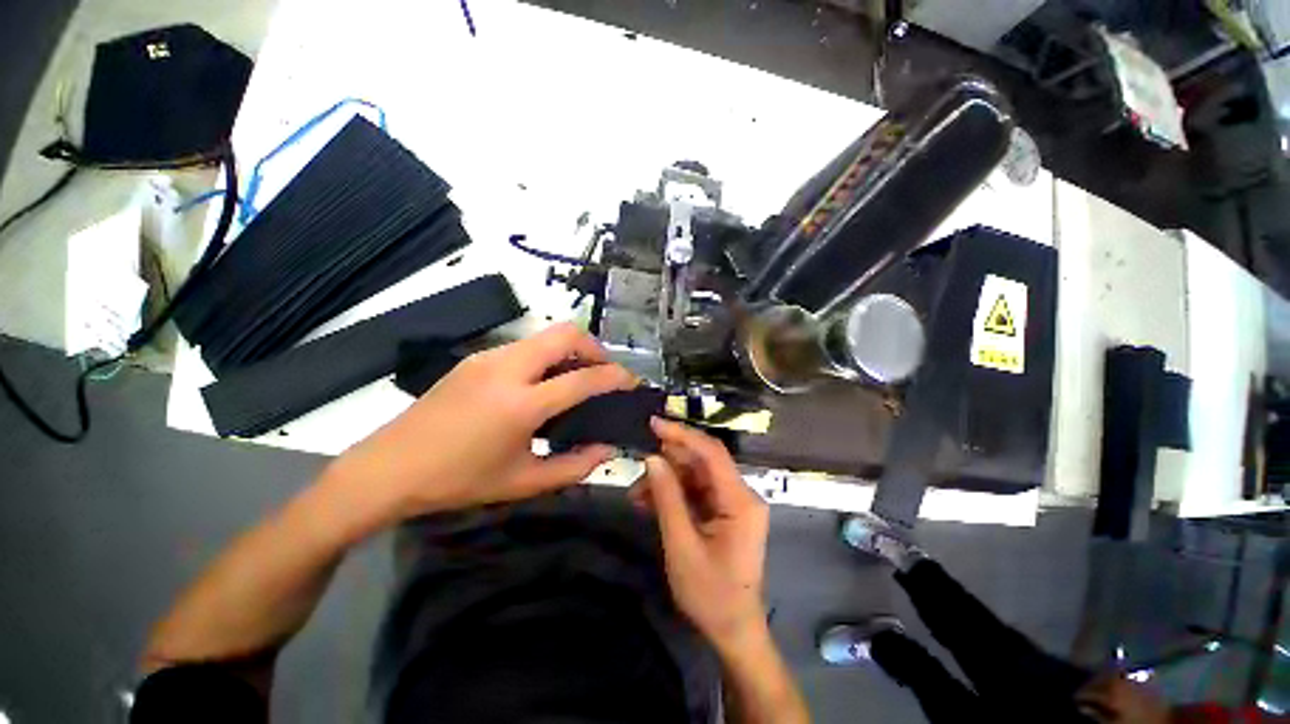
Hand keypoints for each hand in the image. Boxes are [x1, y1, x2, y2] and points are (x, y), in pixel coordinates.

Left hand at [324, 323, 635, 527]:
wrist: (388, 468)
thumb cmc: (458, 481)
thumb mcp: (523, 482)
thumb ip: (574, 466)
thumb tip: (608, 448)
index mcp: (521, 404)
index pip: (583, 378)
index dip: (615, 377)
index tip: (631, 381)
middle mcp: (507, 369)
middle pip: (565, 333)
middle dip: (595, 348)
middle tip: (603, 372)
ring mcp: (489, 357)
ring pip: (545, 335)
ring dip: (570, 350)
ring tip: (576, 378)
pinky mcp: (476, 357)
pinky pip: (525, 345)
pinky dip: (546, 356)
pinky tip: (542, 383)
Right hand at [632, 418, 769, 648]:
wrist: (732, 630)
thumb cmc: (710, 594)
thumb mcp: (681, 546)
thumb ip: (667, 498)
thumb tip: (652, 458)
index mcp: (740, 501)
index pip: (712, 453)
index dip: (682, 434)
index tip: (654, 424)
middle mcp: (740, 494)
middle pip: (702, 462)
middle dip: (668, 462)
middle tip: (638, 471)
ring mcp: (732, 502)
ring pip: (694, 475)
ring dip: (666, 480)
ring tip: (637, 495)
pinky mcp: (722, 511)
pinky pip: (694, 491)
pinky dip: (672, 494)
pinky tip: (648, 502)